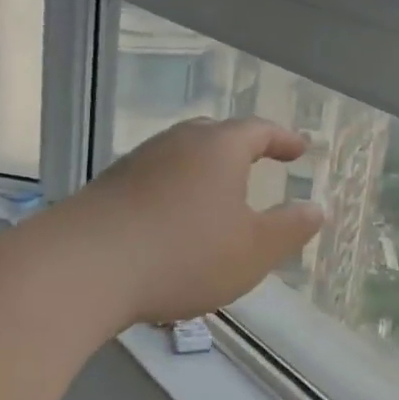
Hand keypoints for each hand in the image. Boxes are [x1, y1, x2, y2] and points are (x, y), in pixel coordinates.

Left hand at [70, 117, 325, 325]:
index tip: (301, 149)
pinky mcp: (108, 188)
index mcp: (219, 148)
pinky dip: (175, 191)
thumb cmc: (184, 254)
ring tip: (217, 194)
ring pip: (181, 155)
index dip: (284, 139)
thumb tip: (316, 209)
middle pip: (215, 134)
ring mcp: (137, 163)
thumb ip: (290, 229)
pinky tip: (173, 220)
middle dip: (242, 147)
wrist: (82, 269)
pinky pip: (155, 179)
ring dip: (204, 170)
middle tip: (259, 161)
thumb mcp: (254, 250)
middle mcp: (177, 143)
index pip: (259, 130)